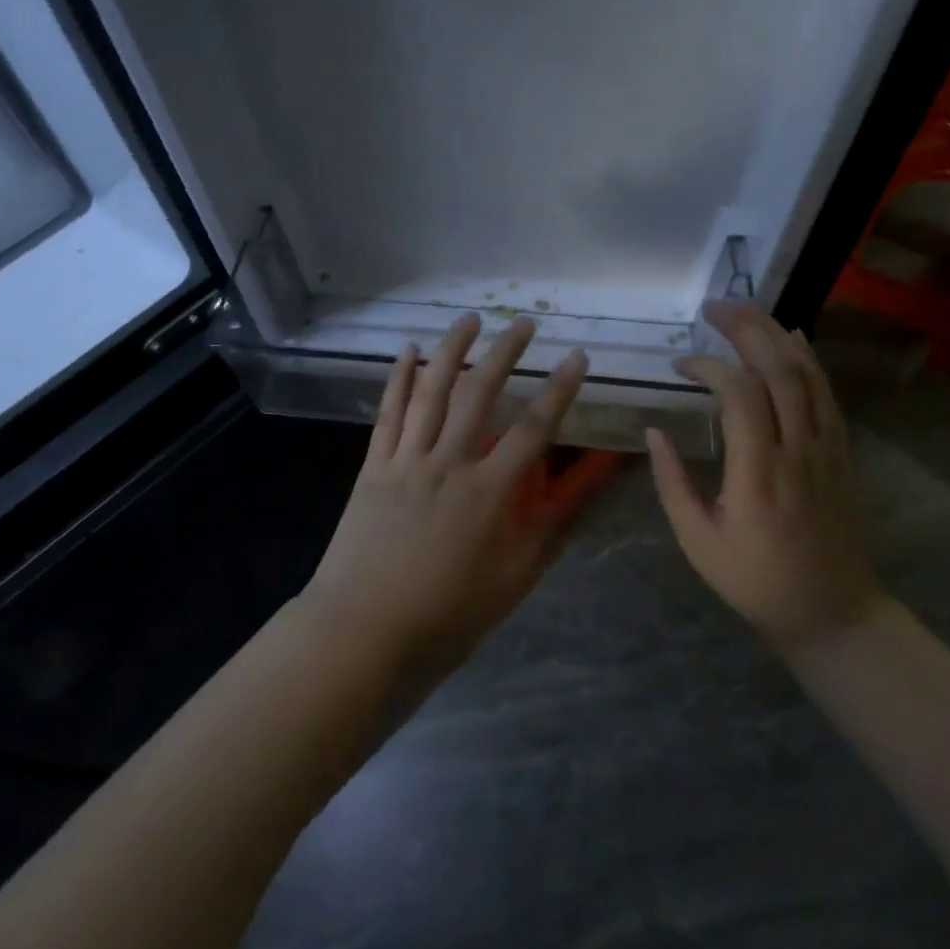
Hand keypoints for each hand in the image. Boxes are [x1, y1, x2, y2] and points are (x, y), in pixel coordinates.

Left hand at [303, 314, 589, 669]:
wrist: (364, 628)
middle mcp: (448, 463)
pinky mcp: (374, 465)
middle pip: (480, 395)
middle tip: (524, 323)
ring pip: (431, 391)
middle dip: (506, 353)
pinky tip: (408, 352)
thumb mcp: (515, 579)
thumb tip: (585, 487)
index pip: (534, 429)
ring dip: (452, 350)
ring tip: (470, 319)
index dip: (559, 390)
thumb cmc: (447, 613)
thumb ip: (551, 527)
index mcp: (488, 493)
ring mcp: (406, 460)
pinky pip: (388, 413)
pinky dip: (398, 378)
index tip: (577, 358)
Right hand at [645, 301, 878, 655]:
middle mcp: (797, 452)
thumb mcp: (697, 540)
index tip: (680, 365)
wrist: (832, 612)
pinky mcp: (841, 455)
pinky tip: (793, 339)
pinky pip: (828, 396)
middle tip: (715, 307)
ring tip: (748, 310)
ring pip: (809, 378)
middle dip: (747, 331)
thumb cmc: (754, 580)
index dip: (710, 367)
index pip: (740, 396)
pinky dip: (811, 361)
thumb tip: (654, 430)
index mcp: (758, 474)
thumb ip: (672, 482)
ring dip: (778, 336)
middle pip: (780, 373)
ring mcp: (826, 451)